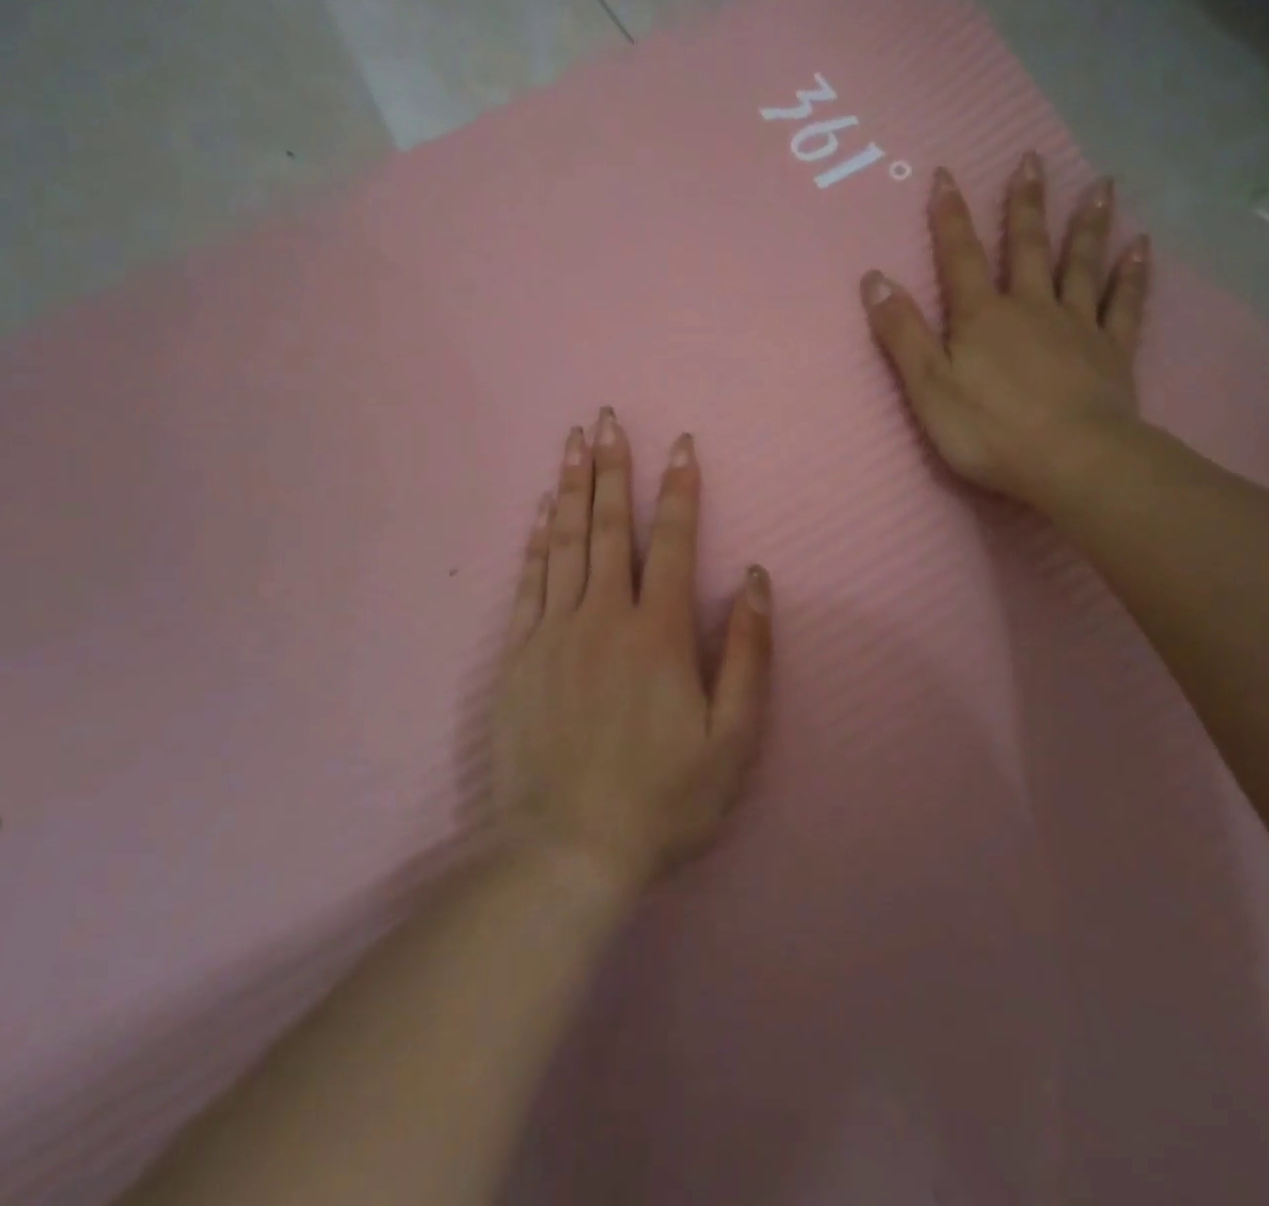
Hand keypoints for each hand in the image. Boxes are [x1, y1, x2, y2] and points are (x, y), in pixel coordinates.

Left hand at [489, 411, 772, 895]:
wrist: (566, 850)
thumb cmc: (663, 801)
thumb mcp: (732, 740)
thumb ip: (746, 653)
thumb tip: (752, 578)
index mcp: (657, 634)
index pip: (671, 542)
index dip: (679, 489)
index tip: (681, 444)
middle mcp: (603, 617)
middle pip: (610, 527)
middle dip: (614, 467)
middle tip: (608, 417)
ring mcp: (553, 632)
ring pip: (566, 542)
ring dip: (574, 487)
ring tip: (574, 441)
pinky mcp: (516, 655)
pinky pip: (528, 581)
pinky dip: (537, 538)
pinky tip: (543, 508)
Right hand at [859, 153, 1151, 502]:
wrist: (1073, 461)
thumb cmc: (990, 430)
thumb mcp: (928, 386)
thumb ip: (902, 333)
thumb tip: (874, 279)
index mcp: (982, 317)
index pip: (960, 257)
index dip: (950, 217)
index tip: (945, 175)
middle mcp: (1031, 308)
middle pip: (1027, 248)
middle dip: (1024, 204)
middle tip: (1032, 159)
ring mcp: (1077, 326)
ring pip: (1080, 265)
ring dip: (1087, 225)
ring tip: (1100, 185)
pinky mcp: (1112, 352)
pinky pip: (1125, 304)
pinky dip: (1132, 275)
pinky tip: (1141, 247)